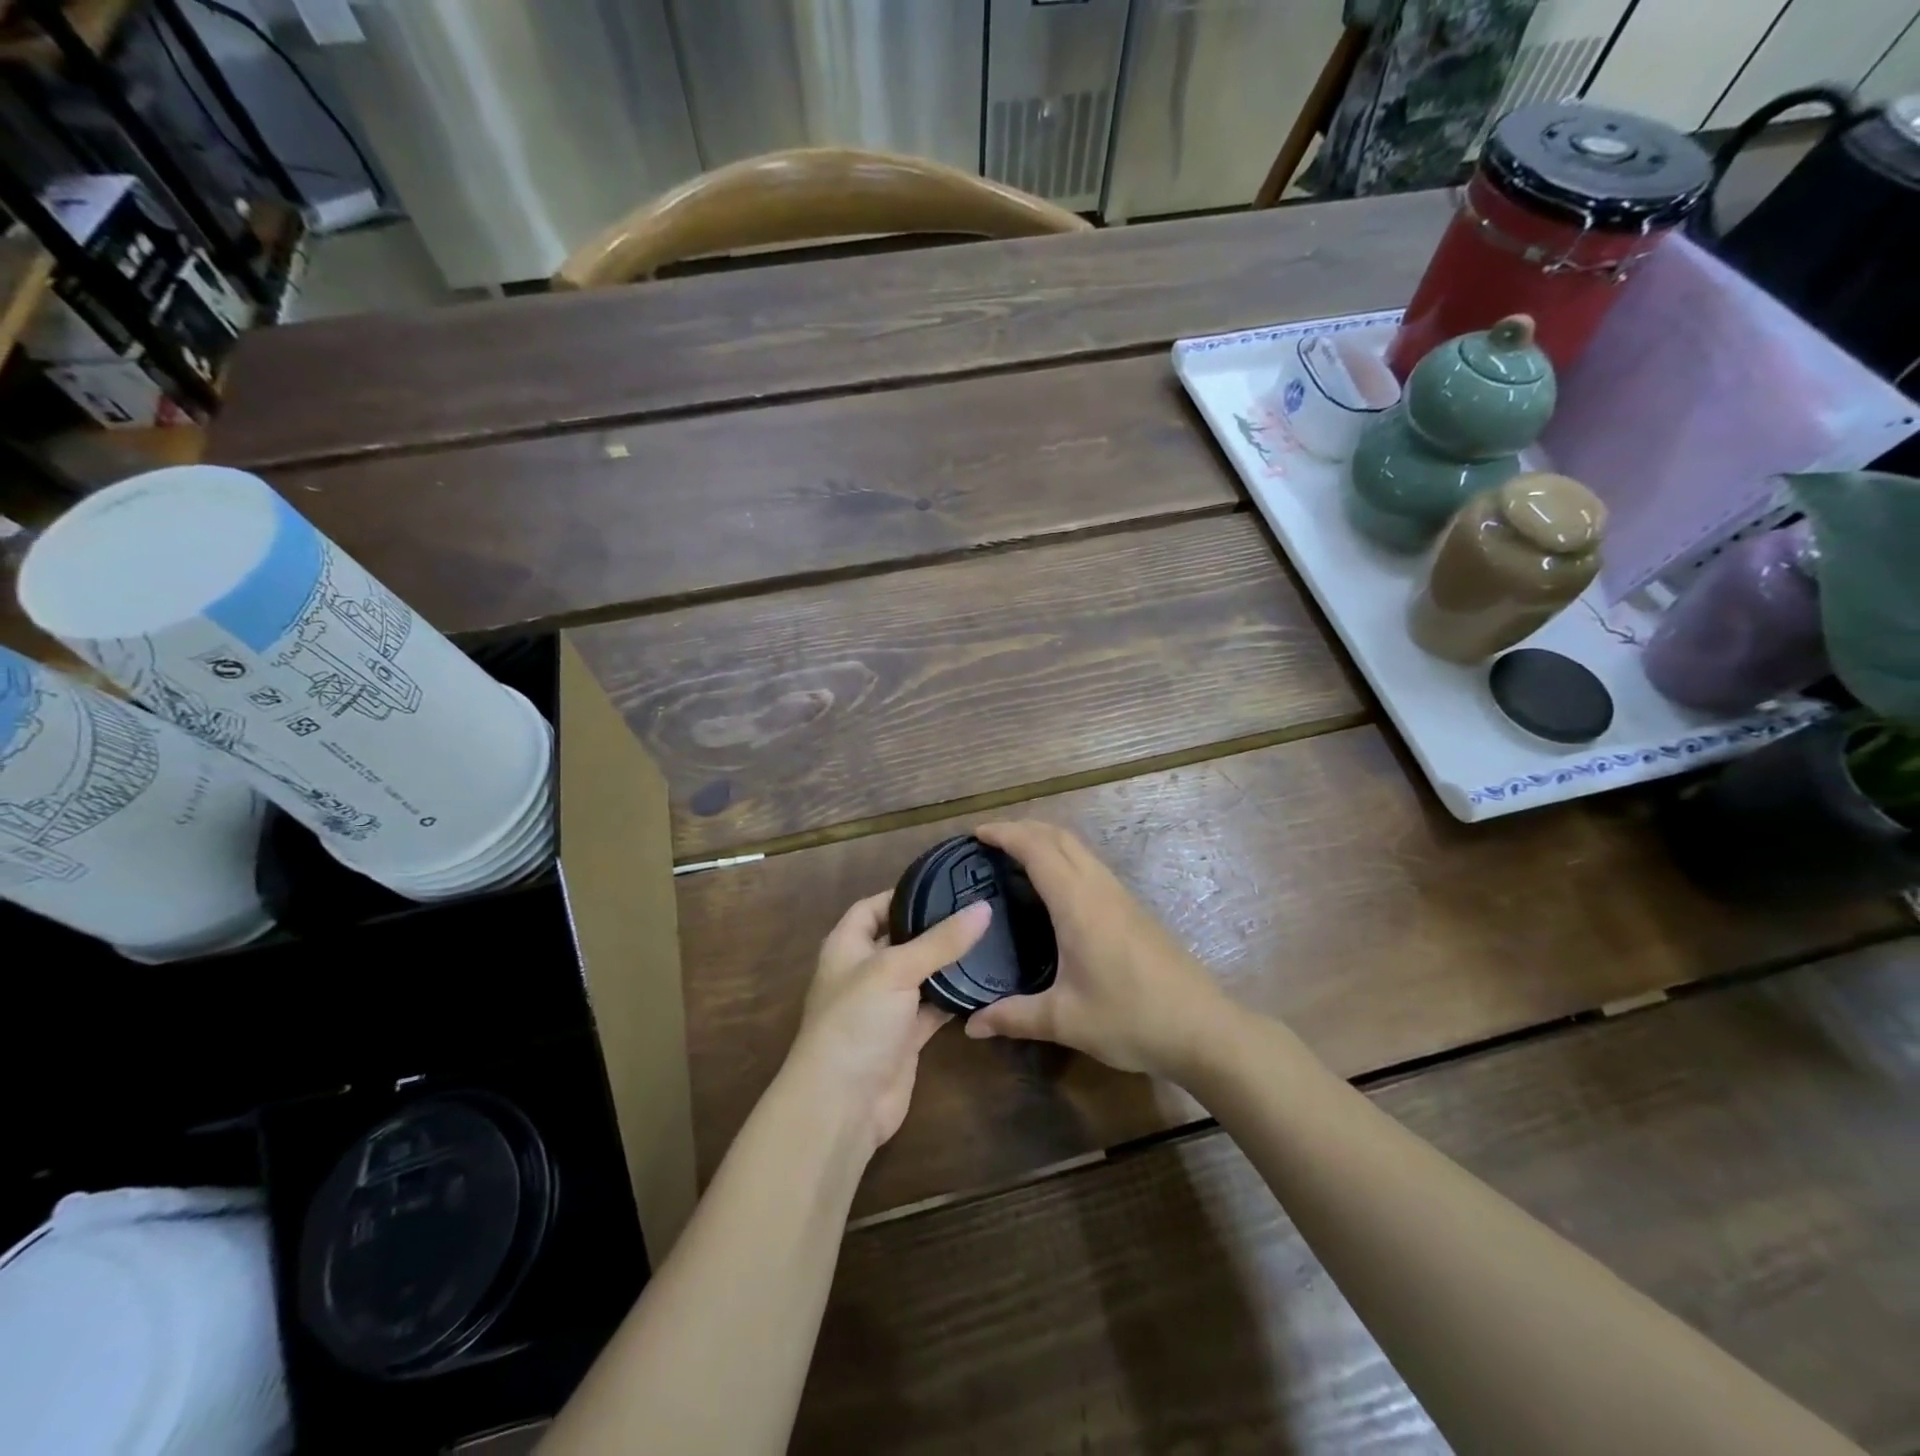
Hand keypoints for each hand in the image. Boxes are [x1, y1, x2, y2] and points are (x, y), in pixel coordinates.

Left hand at [785, 892, 990, 1152]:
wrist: (842, 1104)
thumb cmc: (856, 1022)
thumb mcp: (895, 969)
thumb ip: (940, 941)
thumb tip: (983, 908)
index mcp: (846, 946)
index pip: (872, 907)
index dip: (901, 894)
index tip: (944, 884)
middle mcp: (864, 972)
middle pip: (901, 939)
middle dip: (933, 927)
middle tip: (979, 908)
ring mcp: (885, 1006)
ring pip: (921, 974)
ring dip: (948, 963)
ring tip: (990, 937)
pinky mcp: (905, 1036)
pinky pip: (934, 1008)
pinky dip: (954, 997)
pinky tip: (985, 982)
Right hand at [964, 821, 1229, 1076]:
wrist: (1203, 1028)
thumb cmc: (1131, 1019)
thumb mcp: (1065, 1020)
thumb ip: (1014, 1017)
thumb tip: (971, 1026)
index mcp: (1078, 904)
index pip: (1036, 849)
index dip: (1005, 833)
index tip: (975, 833)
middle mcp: (1099, 888)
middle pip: (1059, 836)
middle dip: (1023, 827)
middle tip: (990, 840)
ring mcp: (1121, 895)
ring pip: (1079, 848)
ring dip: (1046, 839)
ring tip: (1016, 855)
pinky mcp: (1133, 908)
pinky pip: (1091, 865)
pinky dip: (1064, 857)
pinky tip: (1055, 886)